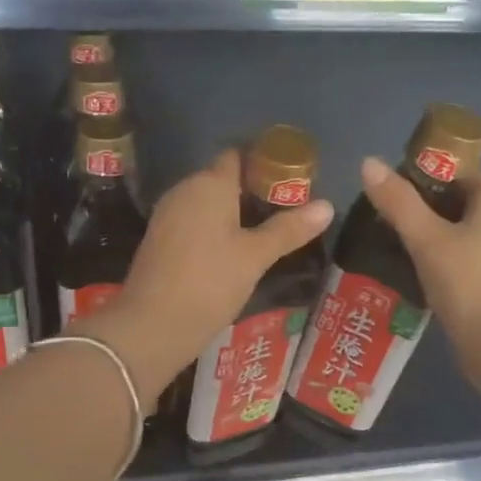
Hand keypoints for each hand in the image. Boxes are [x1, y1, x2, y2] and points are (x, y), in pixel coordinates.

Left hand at [81, 149, 332, 401]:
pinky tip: (234, 250)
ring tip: (267, 230)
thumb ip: (289, 229)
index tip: (290, 177)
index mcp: (209, 183)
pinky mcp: (160, 240)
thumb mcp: (255, 256)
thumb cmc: (209, 282)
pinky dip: (215, 228)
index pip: (238, 155)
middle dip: (253, 189)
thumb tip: (327, 206)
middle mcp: (185, 190)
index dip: (264, 161)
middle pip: (222, 178)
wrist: (152, 325)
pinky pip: (194, 221)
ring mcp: (168, 215)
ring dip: (234, 211)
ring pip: (207, 202)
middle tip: (287, 207)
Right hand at [358, 157, 480, 375]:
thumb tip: (369, 162)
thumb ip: (397, 201)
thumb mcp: (425, 240)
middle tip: (398, 227)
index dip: (428, 181)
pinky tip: (438, 279)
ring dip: (449, 239)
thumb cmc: (466, 284)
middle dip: (436, 212)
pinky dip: (463, 262)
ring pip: (478, 234)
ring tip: (413, 254)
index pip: (462, 175)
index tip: (398, 198)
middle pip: (470, 204)